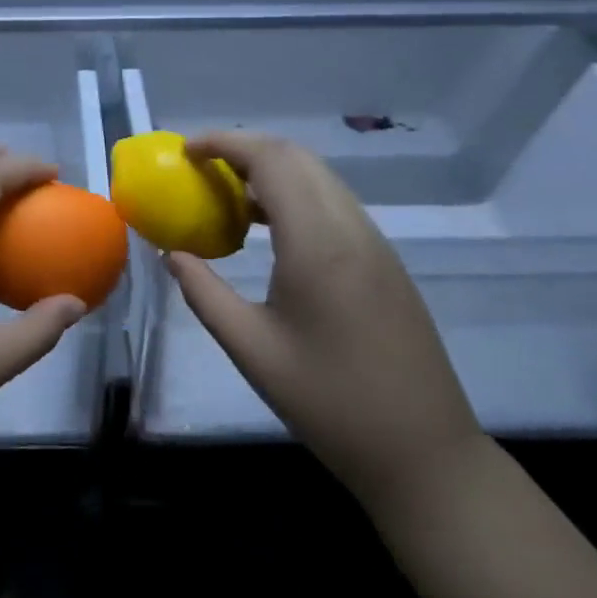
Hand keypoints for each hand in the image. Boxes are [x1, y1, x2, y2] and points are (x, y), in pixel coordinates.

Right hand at [163, 132, 484, 511]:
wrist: (424, 454)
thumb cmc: (329, 403)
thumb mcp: (251, 349)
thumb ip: (204, 293)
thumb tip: (172, 254)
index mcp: (318, 244)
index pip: (271, 160)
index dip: (225, 143)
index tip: (185, 150)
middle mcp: (351, 228)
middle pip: (297, 157)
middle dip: (245, 147)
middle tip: (200, 167)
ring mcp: (375, 243)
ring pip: (319, 177)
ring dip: (272, 169)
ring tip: (227, 194)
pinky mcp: (384, 261)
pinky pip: (333, 203)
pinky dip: (294, 194)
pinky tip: (269, 229)